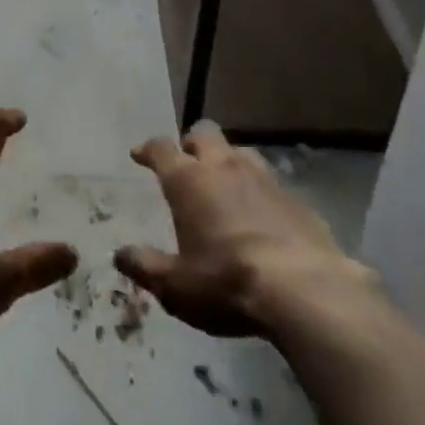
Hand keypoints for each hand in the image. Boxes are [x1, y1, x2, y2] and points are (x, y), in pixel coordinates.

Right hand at [116, 123, 379, 337]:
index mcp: (188, 180)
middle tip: (187, 161)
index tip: (139, 154)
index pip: (161, 149)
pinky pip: (270, 182)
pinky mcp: (296, 197)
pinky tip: (262, 213)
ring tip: (224, 182)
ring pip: (240, 151)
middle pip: (204, 134)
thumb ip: (146, 267)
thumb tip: (120, 255)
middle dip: (192, 143)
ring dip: (228, 161)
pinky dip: (259, 191)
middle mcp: (223, 167)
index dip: (148, 149)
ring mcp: (263, 178)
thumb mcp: (177, 286)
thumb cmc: (227, 282)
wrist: (305, 289)